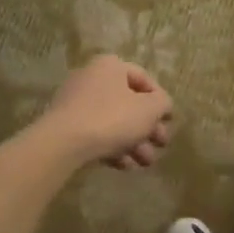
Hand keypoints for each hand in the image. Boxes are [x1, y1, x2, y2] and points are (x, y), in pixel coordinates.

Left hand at [42, 56, 174, 168]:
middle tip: (160, 145)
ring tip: (145, 163)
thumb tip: (162, 105)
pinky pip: (96, 133)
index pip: (144, 79)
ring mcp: (76, 102)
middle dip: (149, 128)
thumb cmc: (112, 118)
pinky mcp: (67, 125)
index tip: (169, 121)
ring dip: (134, 142)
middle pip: (129, 103)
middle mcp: (92, 78)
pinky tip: (124, 165)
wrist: (64, 142)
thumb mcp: (149, 109)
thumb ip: (162, 104)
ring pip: (114, 121)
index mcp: (111, 66)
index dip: (161, 100)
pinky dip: (113, 147)